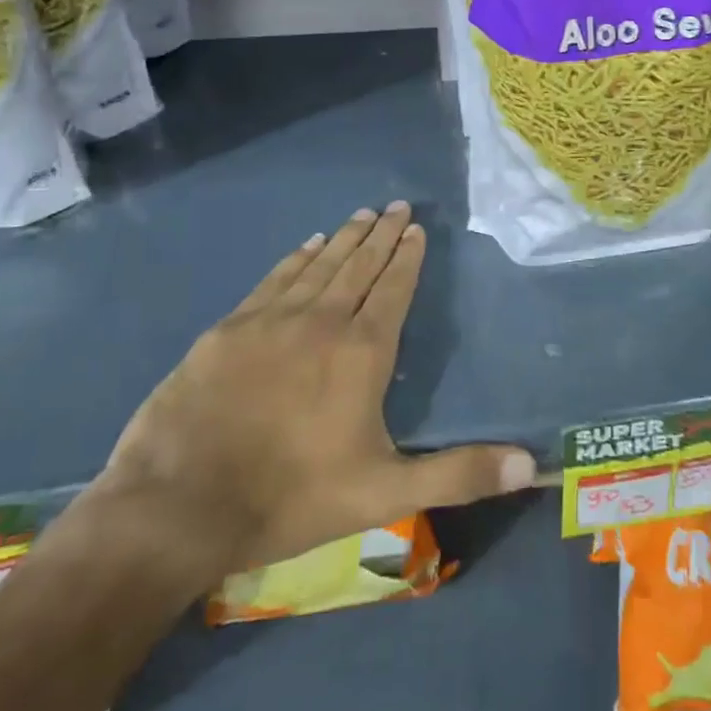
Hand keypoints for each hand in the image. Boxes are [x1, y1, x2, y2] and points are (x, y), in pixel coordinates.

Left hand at [85, 202, 535, 593]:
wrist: (178, 505)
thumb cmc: (291, 497)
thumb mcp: (386, 493)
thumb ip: (459, 474)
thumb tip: (532, 465)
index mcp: (363, 351)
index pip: (393, 288)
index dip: (408, 257)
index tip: (417, 229)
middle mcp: (323, 320)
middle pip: (360, 265)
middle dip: (382, 234)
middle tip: (396, 206)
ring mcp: (272, 320)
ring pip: (319, 265)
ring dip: (343, 238)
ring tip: (361, 214)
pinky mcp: (230, 329)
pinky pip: (274, 279)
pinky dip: (296, 259)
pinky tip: (306, 245)